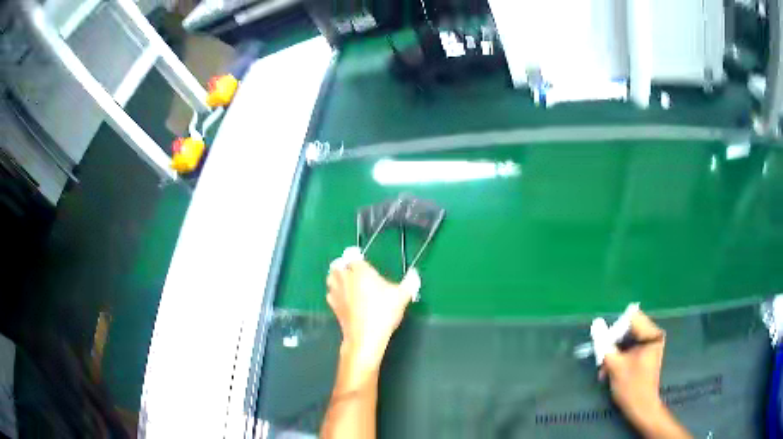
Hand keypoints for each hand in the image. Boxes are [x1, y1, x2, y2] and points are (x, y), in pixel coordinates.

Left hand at [326, 257, 417, 372]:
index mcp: (360, 271)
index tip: (362, 260)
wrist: (365, 336)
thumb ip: (409, 282)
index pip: (353, 256)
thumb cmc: (383, 312)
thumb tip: (415, 274)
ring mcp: (336, 292)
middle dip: (343, 264)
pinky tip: (343, 298)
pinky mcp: (333, 306)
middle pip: (338, 264)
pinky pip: (330, 293)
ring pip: (330, 277)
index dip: (357, 256)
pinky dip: (334, 292)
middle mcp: (345, 278)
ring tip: (346, 281)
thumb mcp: (402, 296)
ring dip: (336, 276)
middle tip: (354, 270)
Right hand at [601, 312, 688, 437]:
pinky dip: (620, 356)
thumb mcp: (616, 365)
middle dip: (613, 343)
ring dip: (614, 352)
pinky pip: (631, 347)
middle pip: (629, 329)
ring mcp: (650, 345)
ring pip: (628, 340)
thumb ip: (605, 344)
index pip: (631, 319)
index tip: (606, 347)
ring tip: (604, 368)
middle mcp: (653, 335)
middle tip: (603, 359)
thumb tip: (595, 324)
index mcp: (651, 335)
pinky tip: (611, 370)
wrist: (642, 408)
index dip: (616, 330)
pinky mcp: (646, 354)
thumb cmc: (631, 387)